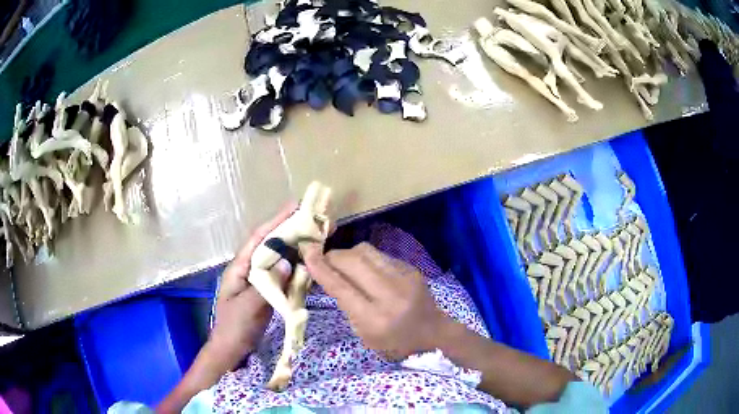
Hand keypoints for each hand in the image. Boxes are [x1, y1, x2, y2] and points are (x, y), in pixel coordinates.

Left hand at [157, 204, 296, 413]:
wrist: (231, 349)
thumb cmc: (234, 327)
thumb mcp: (247, 307)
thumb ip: (267, 286)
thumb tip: (287, 262)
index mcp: (240, 267)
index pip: (259, 239)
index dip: (276, 221)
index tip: (295, 207)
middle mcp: (250, 269)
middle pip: (272, 245)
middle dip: (292, 232)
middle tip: (316, 222)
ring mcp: (260, 281)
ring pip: (280, 260)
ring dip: (297, 249)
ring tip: (319, 239)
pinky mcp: (268, 292)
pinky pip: (284, 276)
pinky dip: (298, 269)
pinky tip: (311, 266)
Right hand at [301, 242, 449, 359]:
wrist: (434, 333)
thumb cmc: (395, 343)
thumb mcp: (365, 334)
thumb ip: (346, 305)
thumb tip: (329, 275)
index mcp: (375, 319)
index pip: (341, 288)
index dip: (321, 268)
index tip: (306, 253)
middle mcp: (390, 295)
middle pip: (352, 262)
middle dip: (332, 257)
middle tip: (323, 260)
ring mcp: (404, 278)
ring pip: (366, 251)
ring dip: (348, 254)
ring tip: (343, 264)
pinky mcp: (410, 268)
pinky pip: (379, 255)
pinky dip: (366, 259)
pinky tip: (366, 269)